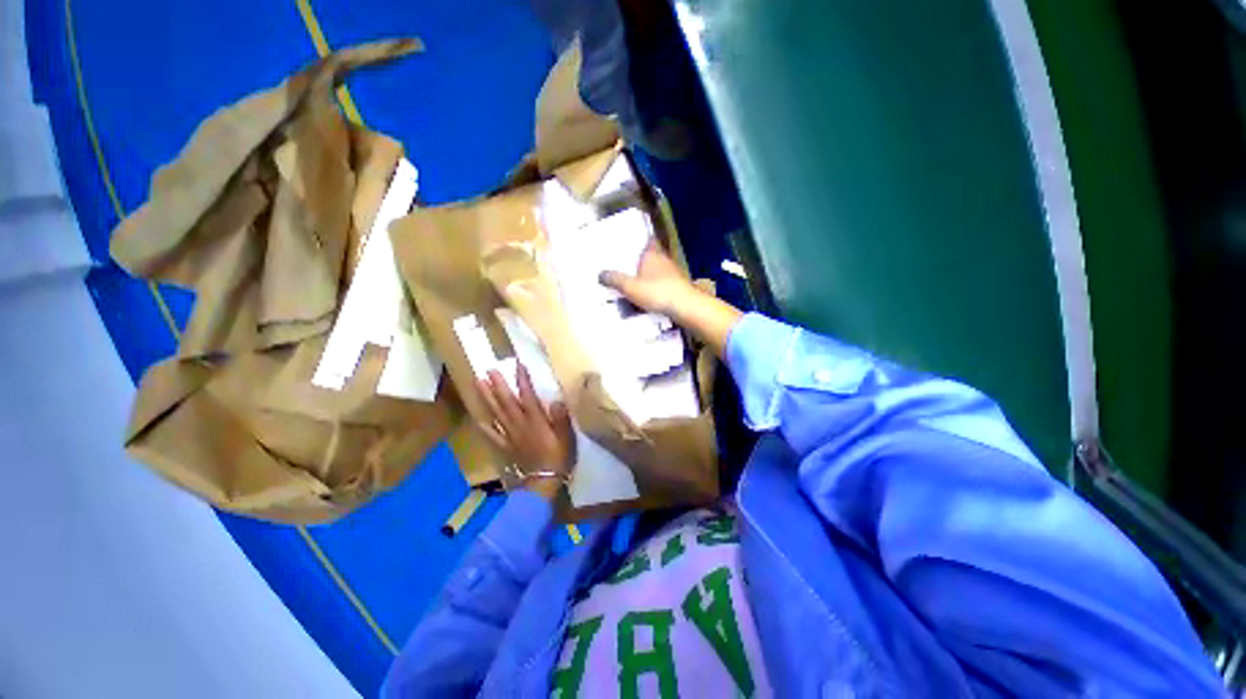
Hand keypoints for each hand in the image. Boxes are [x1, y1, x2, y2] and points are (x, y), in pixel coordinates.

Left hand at [477, 364, 574, 498]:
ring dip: (486, 398)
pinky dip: (482, 425)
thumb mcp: (566, 437)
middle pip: (507, 402)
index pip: (528, 396)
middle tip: (489, 370)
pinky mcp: (505, 446)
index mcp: (536, 421)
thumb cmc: (558, 457)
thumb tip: (556, 400)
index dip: (523, 380)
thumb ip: (560, 419)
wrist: (544, 482)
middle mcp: (520, 425)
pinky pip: (491, 434)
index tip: (518, 365)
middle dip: (498, 385)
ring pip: (496, 413)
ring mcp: (510, 435)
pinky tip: (475, 416)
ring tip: (478, 383)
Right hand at [600, 241, 743, 358]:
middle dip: (641, 259)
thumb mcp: (630, 287)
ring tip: (635, 282)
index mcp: (652, 254)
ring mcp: (673, 273)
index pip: (648, 239)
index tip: (631, 242)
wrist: (685, 306)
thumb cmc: (657, 292)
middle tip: (627, 265)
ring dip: (649, 275)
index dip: (640, 239)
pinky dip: (655, 287)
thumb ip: (615, 280)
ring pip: (658, 270)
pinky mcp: (678, 286)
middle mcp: (664, 260)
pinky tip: (648, 296)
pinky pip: (663, 283)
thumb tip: (600, 274)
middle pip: (652, 255)